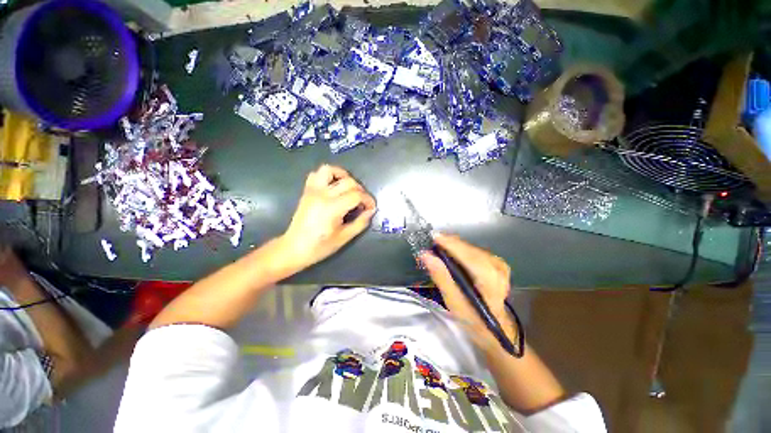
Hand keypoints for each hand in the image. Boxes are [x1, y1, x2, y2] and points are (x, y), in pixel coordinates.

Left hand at [281, 165, 375, 268]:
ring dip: (343, 176)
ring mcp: (313, 191)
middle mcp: (323, 195)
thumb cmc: (320, 246)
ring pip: (330, 170)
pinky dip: (328, 175)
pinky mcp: (307, 191)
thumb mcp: (344, 238)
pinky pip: (316, 174)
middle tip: (362, 203)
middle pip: (348, 182)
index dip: (368, 200)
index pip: (357, 195)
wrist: (294, 248)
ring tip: (349, 188)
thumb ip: (360, 223)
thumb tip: (371, 211)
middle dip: (360, 191)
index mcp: (332, 208)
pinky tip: (334, 186)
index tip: (371, 208)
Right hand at [419, 234, 515, 349]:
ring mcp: (499, 263)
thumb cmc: (474, 319)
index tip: (433, 237)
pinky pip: (475, 251)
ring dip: (454, 246)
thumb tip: (426, 255)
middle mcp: (497, 266)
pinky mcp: (497, 263)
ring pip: (471, 248)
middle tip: (432, 244)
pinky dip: (461, 250)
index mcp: (489, 277)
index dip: (448, 243)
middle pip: (468, 248)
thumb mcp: (453, 302)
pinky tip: (452, 254)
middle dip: (449, 244)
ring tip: (439, 248)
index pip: (466, 253)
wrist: (496, 328)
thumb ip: (441, 276)